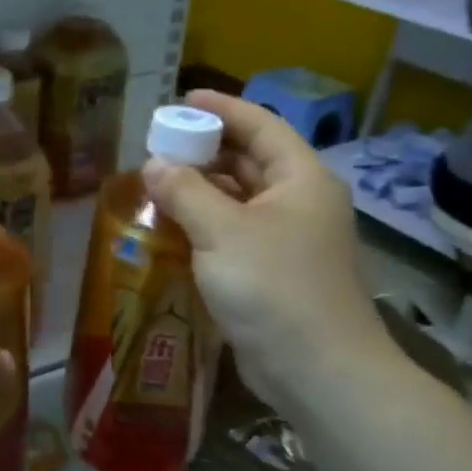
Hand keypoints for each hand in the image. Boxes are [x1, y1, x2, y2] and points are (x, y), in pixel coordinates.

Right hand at [142, 91, 395, 407]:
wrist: (318, 371)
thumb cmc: (274, 287)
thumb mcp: (222, 231)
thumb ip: (185, 191)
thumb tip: (153, 164)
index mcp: (301, 180)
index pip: (261, 127)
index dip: (223, 108)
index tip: (183, 100)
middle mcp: (298, 203)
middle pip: (250, 161)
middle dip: (205, 150)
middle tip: (159, 144)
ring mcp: (287, 240)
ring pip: (239, 199)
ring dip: (201, 189)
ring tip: (156, 181)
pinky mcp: (272, 272)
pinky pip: (233, 233)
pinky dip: (204, 224)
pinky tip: (171, 227)